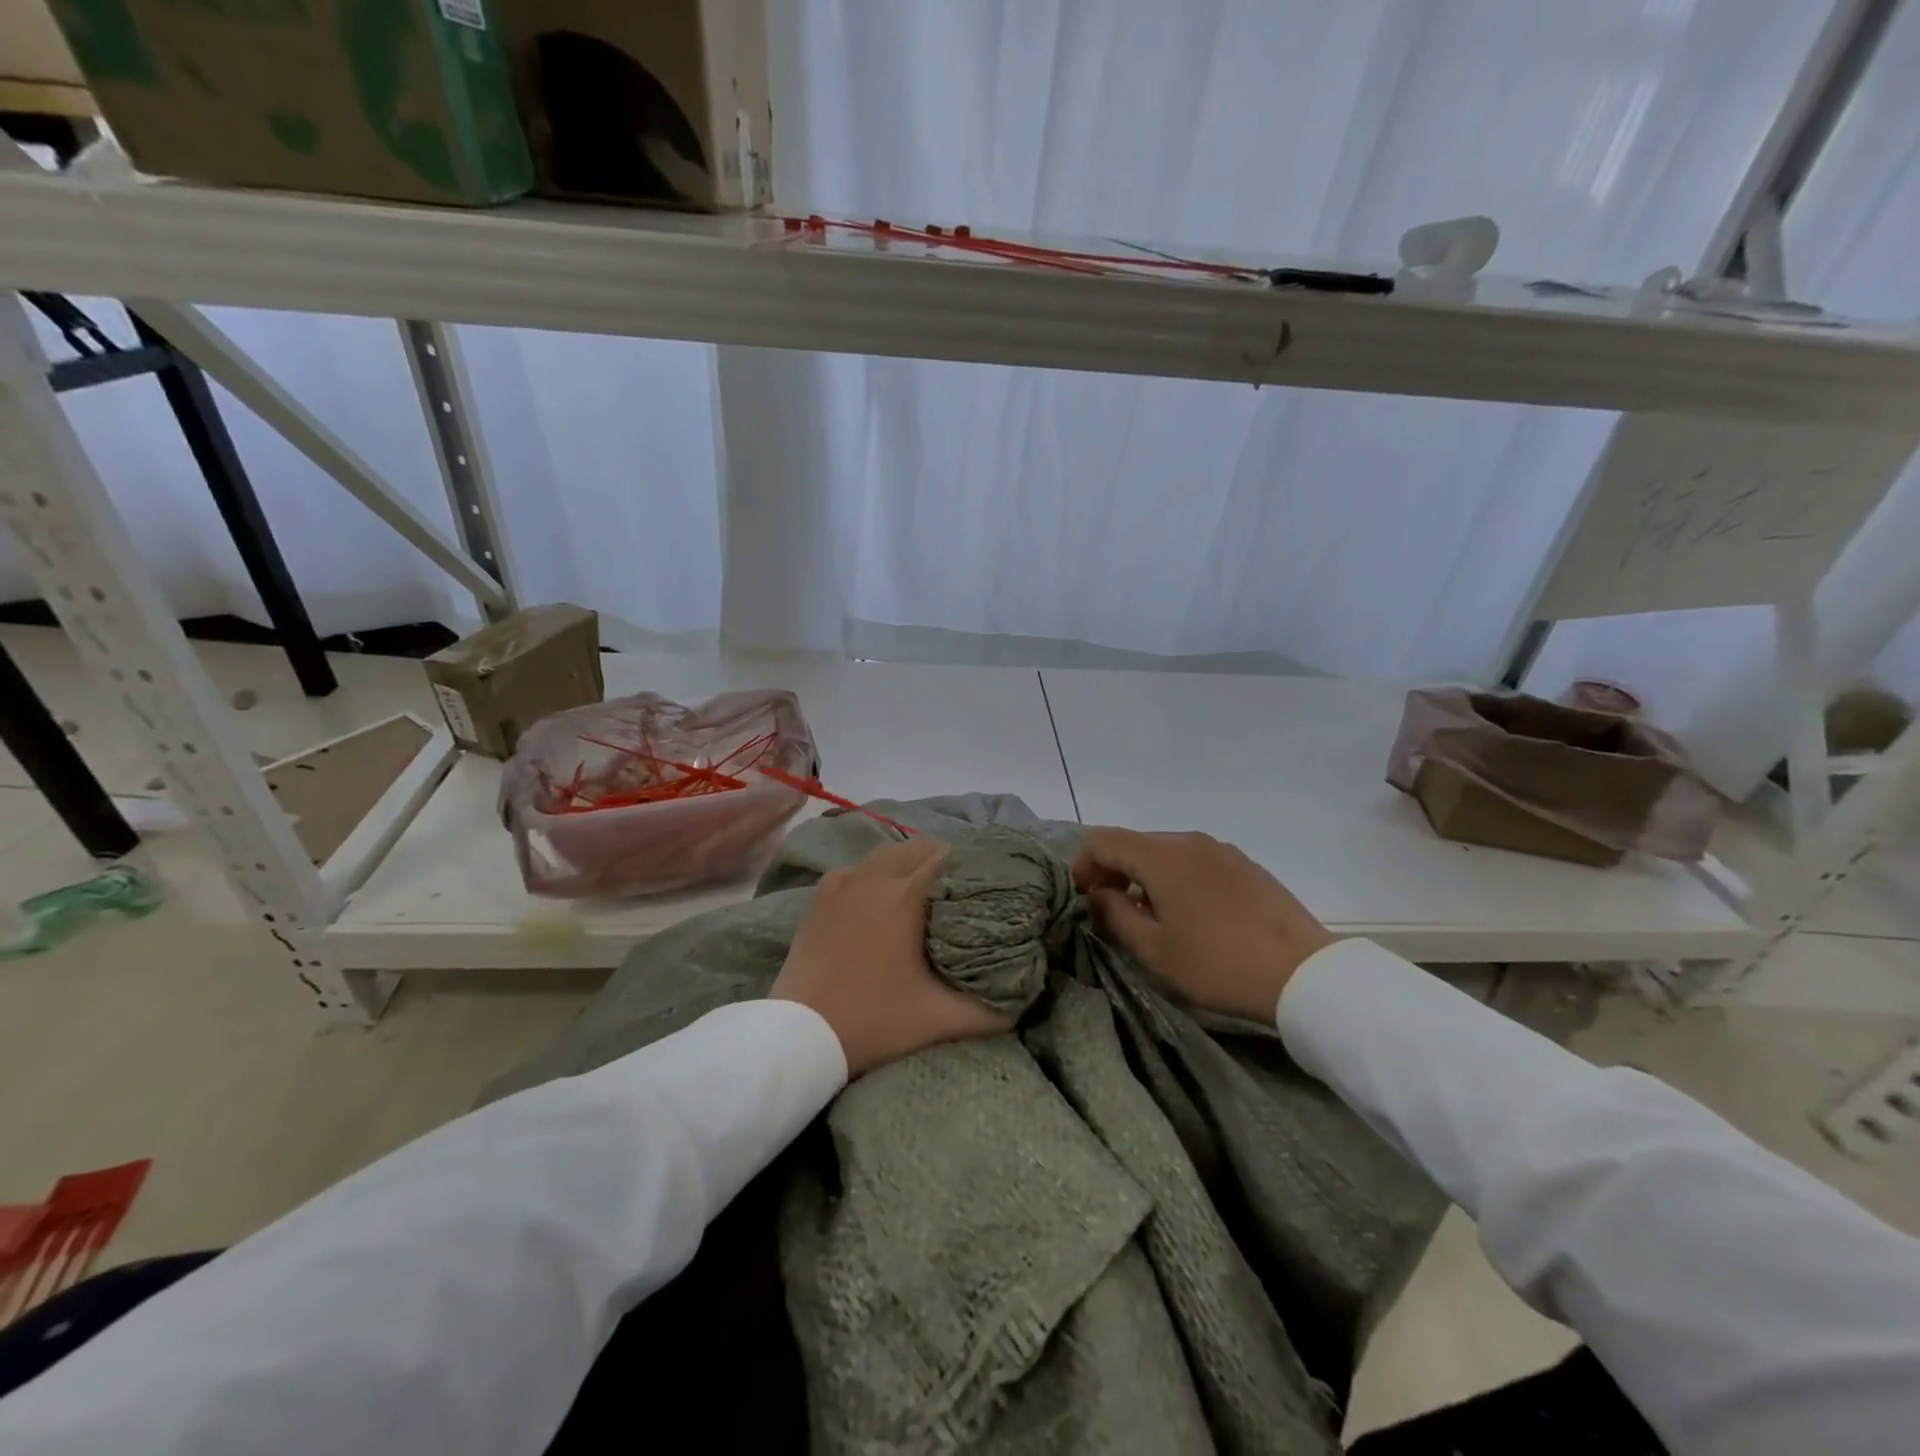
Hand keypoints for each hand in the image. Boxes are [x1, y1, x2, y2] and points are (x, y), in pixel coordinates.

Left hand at [771, 838, 1010, 1077]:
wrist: (799, 1036)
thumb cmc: (874, 1022)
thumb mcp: (942, 1021)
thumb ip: (993, 1011)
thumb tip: (1025, 996)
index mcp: (907, 895)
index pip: (948, 857)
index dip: (972, 864)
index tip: (988, 881)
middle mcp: (874, 877)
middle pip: (918, 847)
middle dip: (943, 859)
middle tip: (961, 887)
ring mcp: (842, 883)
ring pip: (885, 853)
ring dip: (908, 862)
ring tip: (925, 888)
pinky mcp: (820, 898)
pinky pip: (856, 869)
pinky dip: (873, 873)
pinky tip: (878, 897)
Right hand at [1072, 828, 1334, 1022]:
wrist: (1303, 975)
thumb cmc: (1218, 965)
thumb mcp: (1154, 951)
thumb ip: (1114, 916)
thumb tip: (1098, 894)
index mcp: (1162, 857)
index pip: (1102, 840)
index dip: (1083, 865)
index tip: (1085, 899)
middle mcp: (1189, 841)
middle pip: (1133, 842)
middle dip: (1112, 871)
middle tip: (1112, 911)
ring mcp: (1221, 849)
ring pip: (1164, 851)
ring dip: (1144, 875)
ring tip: (1153, 917)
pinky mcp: (1244, 863)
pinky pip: (1194, 859)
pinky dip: (1175, 877)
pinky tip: (1190, 914)